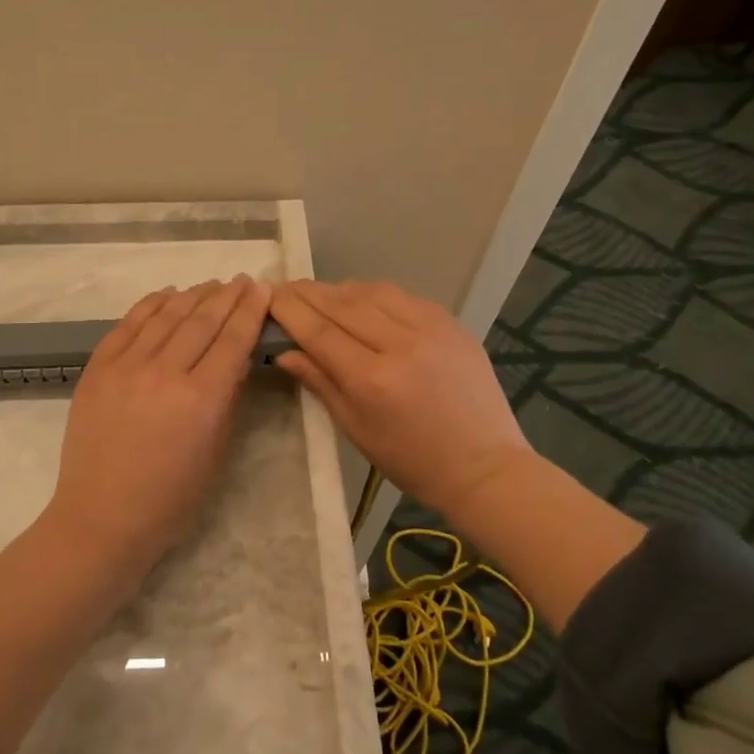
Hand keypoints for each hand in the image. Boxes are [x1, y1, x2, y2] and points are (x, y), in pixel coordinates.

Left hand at [45, 276, 271, 566]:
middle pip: (202, 320)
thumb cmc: (170, 499)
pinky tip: (167, 294)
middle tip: (242, 280)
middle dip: (227, 296)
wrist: (102, 517)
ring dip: (193, 295)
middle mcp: (165, 372)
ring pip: (166, 315)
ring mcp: (126, 366)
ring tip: (210, 285)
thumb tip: (235, 358)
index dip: (250, 310)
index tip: (261, 288)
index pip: (233, 340)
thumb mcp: (216, 453)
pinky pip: (128, 324)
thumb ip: (228, 400)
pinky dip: (151, 304)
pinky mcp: (98, 368)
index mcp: (202, 399)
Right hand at [270, 279, 537, 525]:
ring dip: (339, 289)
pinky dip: (374, 293)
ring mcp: (430, 328)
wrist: (484, 466)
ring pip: (371, 291)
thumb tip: (284, 351)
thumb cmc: (412, 460)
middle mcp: (399, 343)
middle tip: (284, 288)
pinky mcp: (451, 323)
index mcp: (372, 379)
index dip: (289, 309)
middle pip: (341, 303)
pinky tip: (361, 300)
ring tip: (319, 294)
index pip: (318, 330)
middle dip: (307, 293)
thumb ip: (320, 382)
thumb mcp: (356, 429)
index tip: (268, 296)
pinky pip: (402, 296)